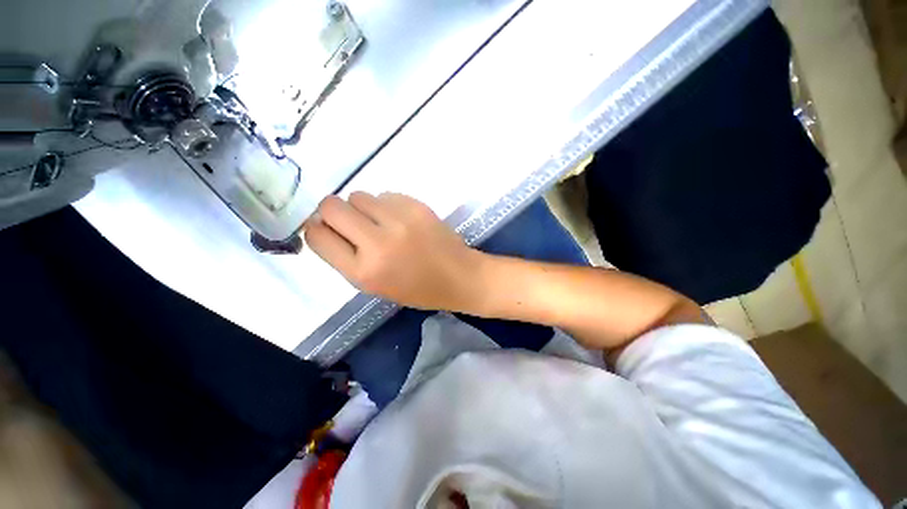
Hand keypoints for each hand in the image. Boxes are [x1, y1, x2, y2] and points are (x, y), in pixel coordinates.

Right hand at [304, 192, 482, 310]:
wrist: (459, 276)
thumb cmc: (418, 289)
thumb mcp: (375, 285)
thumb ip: (347, 257)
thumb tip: (325, 225)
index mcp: (364, 272)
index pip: (317, 236)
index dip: (316, 229)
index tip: (327, 229)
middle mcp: (378, 243)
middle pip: (331, 206)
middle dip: (334, 212)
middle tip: (353, 223)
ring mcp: (399, 220)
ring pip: (359, 195)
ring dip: (364, 208)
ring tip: (383, 223)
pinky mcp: (417, 205)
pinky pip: (386, 194)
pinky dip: (387, 205)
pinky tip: (402, 220)